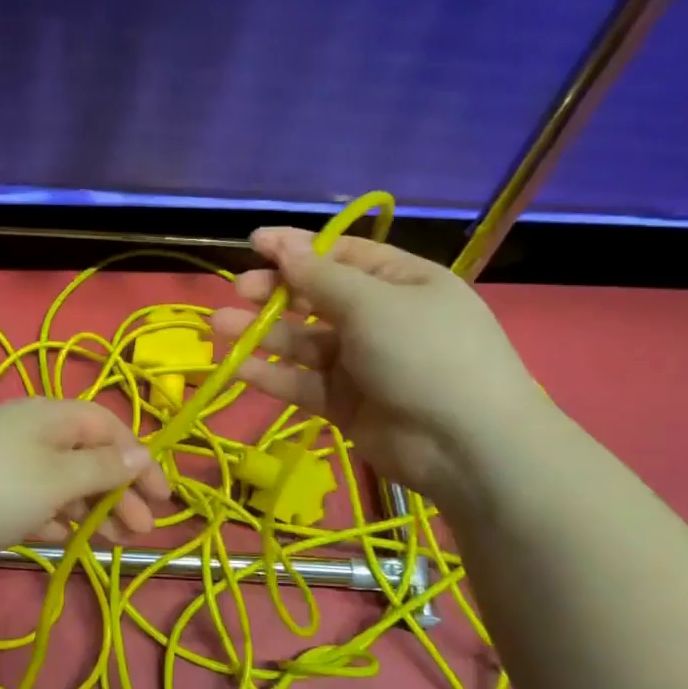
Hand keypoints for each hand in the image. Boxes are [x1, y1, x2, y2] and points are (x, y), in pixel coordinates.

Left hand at [0, 399, 172, 567]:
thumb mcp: (55, 479)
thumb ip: (101, 468)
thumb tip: (141, 453)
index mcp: (51, 415)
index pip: (109, 427)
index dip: (140, 460)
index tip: (162, 501)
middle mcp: (28, 429)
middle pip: (87, 454)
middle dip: (118, 489)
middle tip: (140, 531)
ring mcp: (1, 458)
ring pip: (60, 479)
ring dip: (90, 507)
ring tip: (111, 541)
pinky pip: (31, 496)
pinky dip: (54, 514)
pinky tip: (65, 538)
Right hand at [209, 228, 546, 501]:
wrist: (466, 446)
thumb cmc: (425, 353)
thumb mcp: (373, 303)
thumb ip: (320, 277)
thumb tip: (283, 244)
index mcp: (400, 282)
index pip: (341, 255)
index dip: (297, 247)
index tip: (253, 242)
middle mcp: (379, 318)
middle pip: (316, 298)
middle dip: (276, 292)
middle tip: (239, 290)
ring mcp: (361, 363)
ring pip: (303, 342)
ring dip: (263, 333)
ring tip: (220, 326)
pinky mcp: (344, 403)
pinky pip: (303, 382)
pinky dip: (272, 375)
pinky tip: (237, 368)